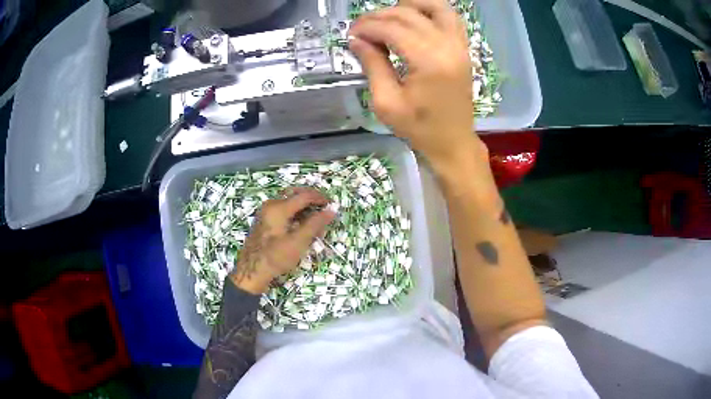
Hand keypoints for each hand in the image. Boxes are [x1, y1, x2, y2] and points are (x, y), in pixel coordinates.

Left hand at [231, 187, 335, 293]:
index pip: (304, 195)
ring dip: (304, 209)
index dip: (320, 198)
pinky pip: (283, 210)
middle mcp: (271, 205)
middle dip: (312, 201)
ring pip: (289, 203)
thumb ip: (315, 224)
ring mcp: (266, 212)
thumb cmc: (275, 257)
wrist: (251, 271)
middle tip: (324, 210)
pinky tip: (302, 228)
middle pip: (295, 194)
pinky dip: (295, 215)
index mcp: (278, 207)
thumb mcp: (298, 242)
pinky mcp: (265, 221)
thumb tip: (331, 210)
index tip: (333, 205)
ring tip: (316, 223)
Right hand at [349, 0, 486, 172]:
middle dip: (379, 16)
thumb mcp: (387, 103)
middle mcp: (448, 46)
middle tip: (361, 28)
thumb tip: (356, 40)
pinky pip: (451, 17)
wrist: (453, 142)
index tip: (351, 34)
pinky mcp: (463, 48)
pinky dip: (431, 11)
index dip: (367, 27)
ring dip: (408, 5)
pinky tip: (414, 17)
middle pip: (409, 14)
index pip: (392, 29)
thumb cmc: (419, 128)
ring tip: (388, 17)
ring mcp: (460, 45)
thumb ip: (372, 65)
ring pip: (435, 7)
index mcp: (428, 62)